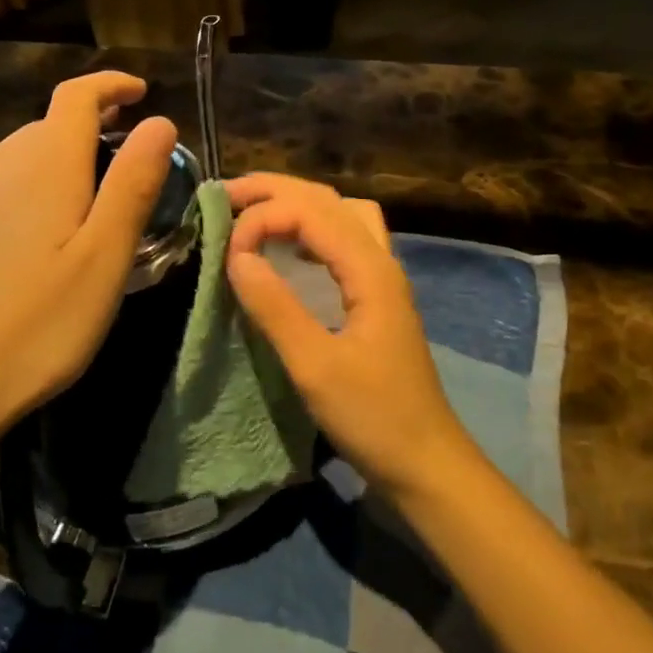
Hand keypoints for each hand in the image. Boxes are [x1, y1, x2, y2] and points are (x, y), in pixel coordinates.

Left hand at [0, 72, 175, 453]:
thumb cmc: (42, 323)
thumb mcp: (106, 256)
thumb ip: (133, 183)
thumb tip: (160, 121)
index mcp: (45, 168)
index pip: (75, 97)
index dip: (110, 85)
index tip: (143, 91)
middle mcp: (3, 171)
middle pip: (48, 122)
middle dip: (92, 118)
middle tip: (132, 144)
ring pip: (24, 152)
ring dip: (64, 149)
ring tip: (97, 180)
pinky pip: (4, 182)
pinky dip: (37, 178)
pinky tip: (47, 220)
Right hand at [224, 174, 478, 502]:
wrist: (426, 461)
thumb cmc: (374, 417)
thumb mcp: (315, 367)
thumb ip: (275, 307)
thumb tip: (236, 255)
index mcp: (370, 270)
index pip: (312, 212)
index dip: (264, 217)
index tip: (225, 248)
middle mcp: (380, 261)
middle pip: (329, 200)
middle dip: (276, 190)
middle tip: (226, 195)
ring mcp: (381, 279)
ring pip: (340, 216)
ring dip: (297, 205)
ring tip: (254, 213)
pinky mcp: (376, 298)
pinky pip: (343, 243)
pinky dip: (310, 232)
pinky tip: (288, 251)